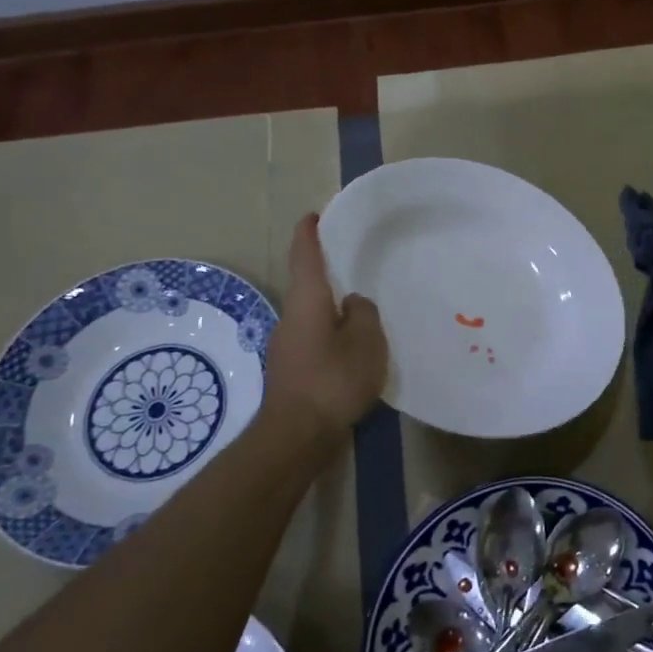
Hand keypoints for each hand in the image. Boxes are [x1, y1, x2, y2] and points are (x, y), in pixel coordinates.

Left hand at [261, 214, 387, 441]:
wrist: (296, 436)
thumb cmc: (333, 378)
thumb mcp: (365, 340)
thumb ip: (364, 313)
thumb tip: (352, 304)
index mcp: (307, 301)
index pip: (305, 256)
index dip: (309, 234)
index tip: (313, 215)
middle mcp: (290, 318)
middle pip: (307, 287)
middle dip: (326, 275)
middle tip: (354, 265)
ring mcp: (287, 347)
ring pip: (312, 317)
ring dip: (332, 311)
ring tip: (363, 312)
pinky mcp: (292, 373)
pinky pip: (315, 342)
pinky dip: (332, 337)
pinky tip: (353, 352)